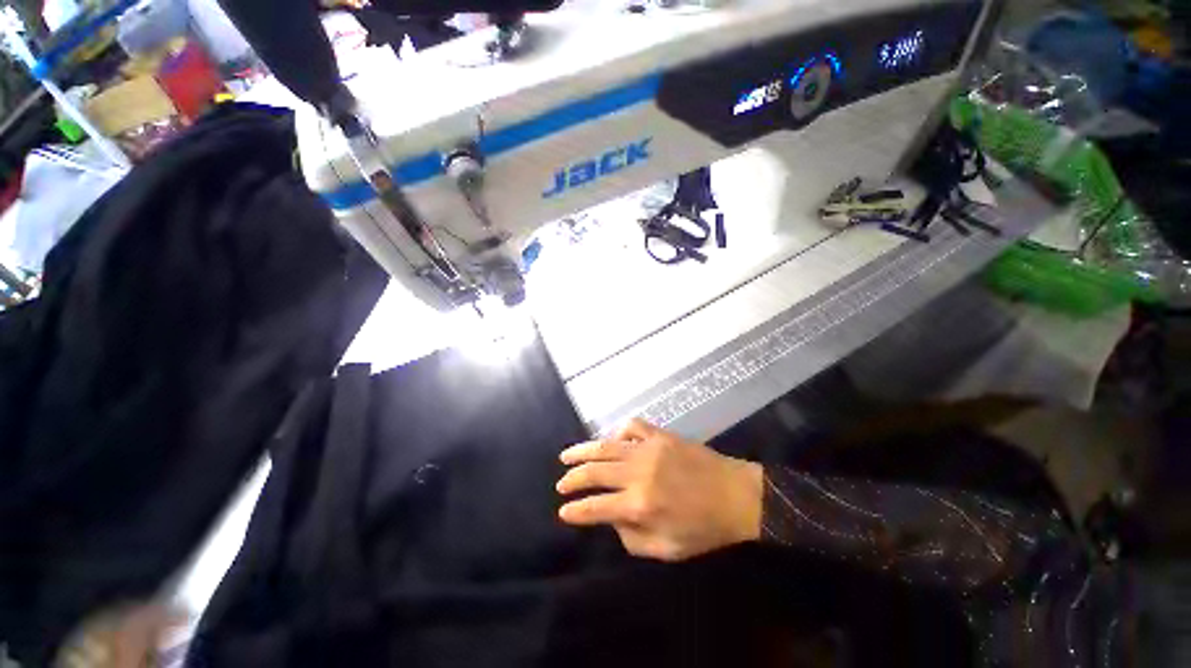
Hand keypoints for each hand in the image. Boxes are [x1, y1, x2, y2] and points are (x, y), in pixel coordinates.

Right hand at [557, 418, 762, 561]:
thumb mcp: (668, 549)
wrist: (737, 495)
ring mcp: (648, 448)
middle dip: (572, 478)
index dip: (575, 510)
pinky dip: (617, 433)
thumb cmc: (705, 528)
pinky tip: (613, 441)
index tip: (562, 511)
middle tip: (560, 484)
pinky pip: (631, 427)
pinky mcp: (660, 435)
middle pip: (594, 471)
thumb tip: (611, 519)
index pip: (595, 507)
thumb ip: (632, 538)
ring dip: (582, 451)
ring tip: (566, 456)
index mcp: (640, 504)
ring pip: (605, 446)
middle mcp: (638, 473)